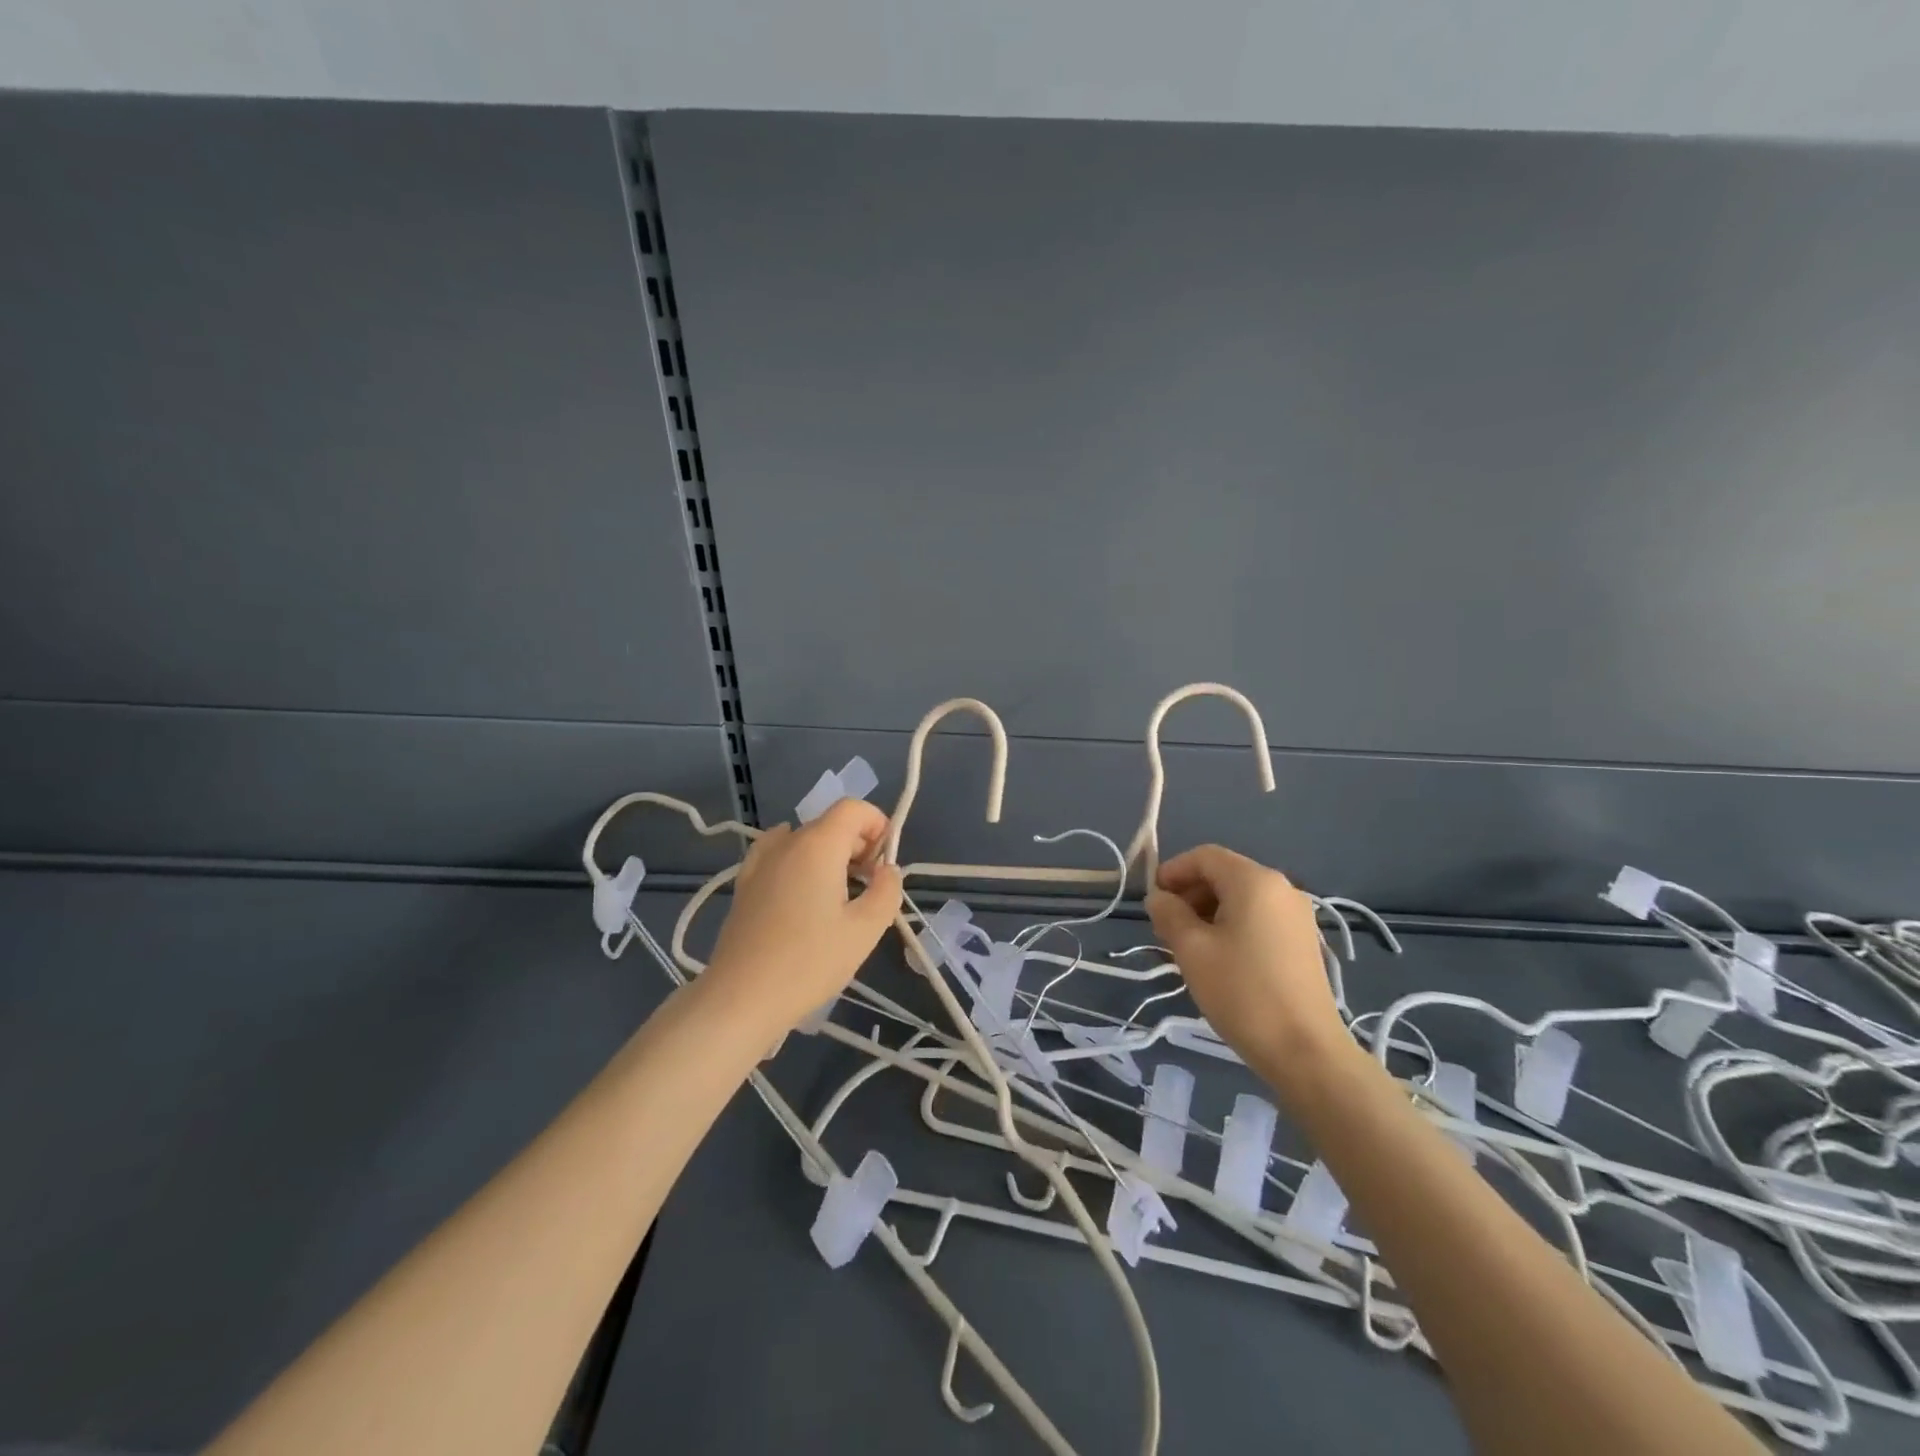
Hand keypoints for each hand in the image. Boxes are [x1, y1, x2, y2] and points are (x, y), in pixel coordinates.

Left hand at [705, 799, 903, 1033]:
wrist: (742, 997)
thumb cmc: (810, 962)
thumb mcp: (865, 930)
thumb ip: (887, 890)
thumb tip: (888, 870)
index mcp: (818, 845)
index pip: (853, 809)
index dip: (877, 825)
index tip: (885, 863)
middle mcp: (787, 842)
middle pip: (830, 824)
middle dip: (858, 845)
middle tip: (870, 887)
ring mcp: (760, 862)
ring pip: (804, 839)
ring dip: (829, 855)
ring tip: (838, 895)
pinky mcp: (744, 884)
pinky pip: (777, 855)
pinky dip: (798, 861)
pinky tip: (802, 887)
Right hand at [1145, 845, 1348, 1088]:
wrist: (1305, 1050)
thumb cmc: (1242, 991)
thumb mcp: (1192, 949)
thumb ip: (1169, 914)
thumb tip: (1159, 898)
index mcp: (1254, 881)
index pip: (1204, 856)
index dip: (1172, 871)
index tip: (1152, 900)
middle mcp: (1281, 888)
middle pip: (1224, 874)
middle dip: (1189, 893)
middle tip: (1166, 928)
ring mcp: (1296, 915)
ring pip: (1240, 897)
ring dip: (1208, 911)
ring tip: (1188, 947)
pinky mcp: (1302, 940)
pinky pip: (1258, 917)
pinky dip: (1231, 925)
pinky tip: (1218, 958)